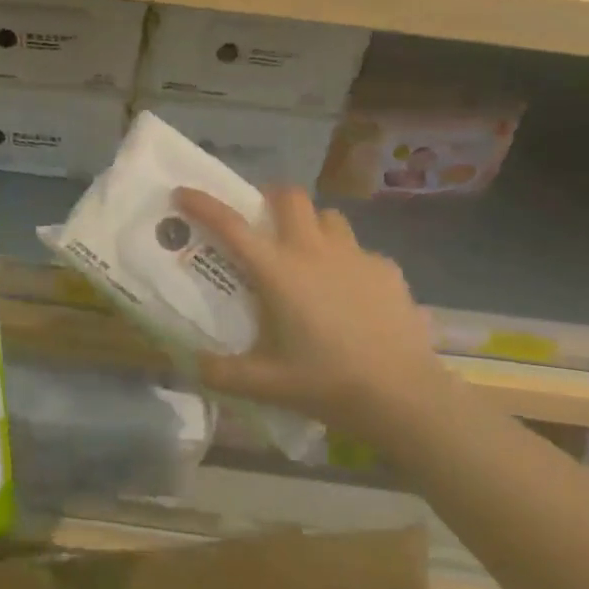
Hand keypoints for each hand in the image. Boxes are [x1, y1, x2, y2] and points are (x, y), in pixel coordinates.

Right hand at [174, 186, 452, 442]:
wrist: (404, 397)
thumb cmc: (327, 383)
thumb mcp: (265, 385)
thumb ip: (221, 373)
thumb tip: (192, 365)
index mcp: (278, 271)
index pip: (231, 225)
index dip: (203, 204)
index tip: (184, 192)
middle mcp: (314, 251)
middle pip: (290, 197)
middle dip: (271, 198)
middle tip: (262, 221)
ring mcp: (356, 257)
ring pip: (328, 218)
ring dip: (312, 226)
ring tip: (308, 255)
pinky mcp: (388, 271)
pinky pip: (360, 251)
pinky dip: (348, 261)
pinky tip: (351, 292)